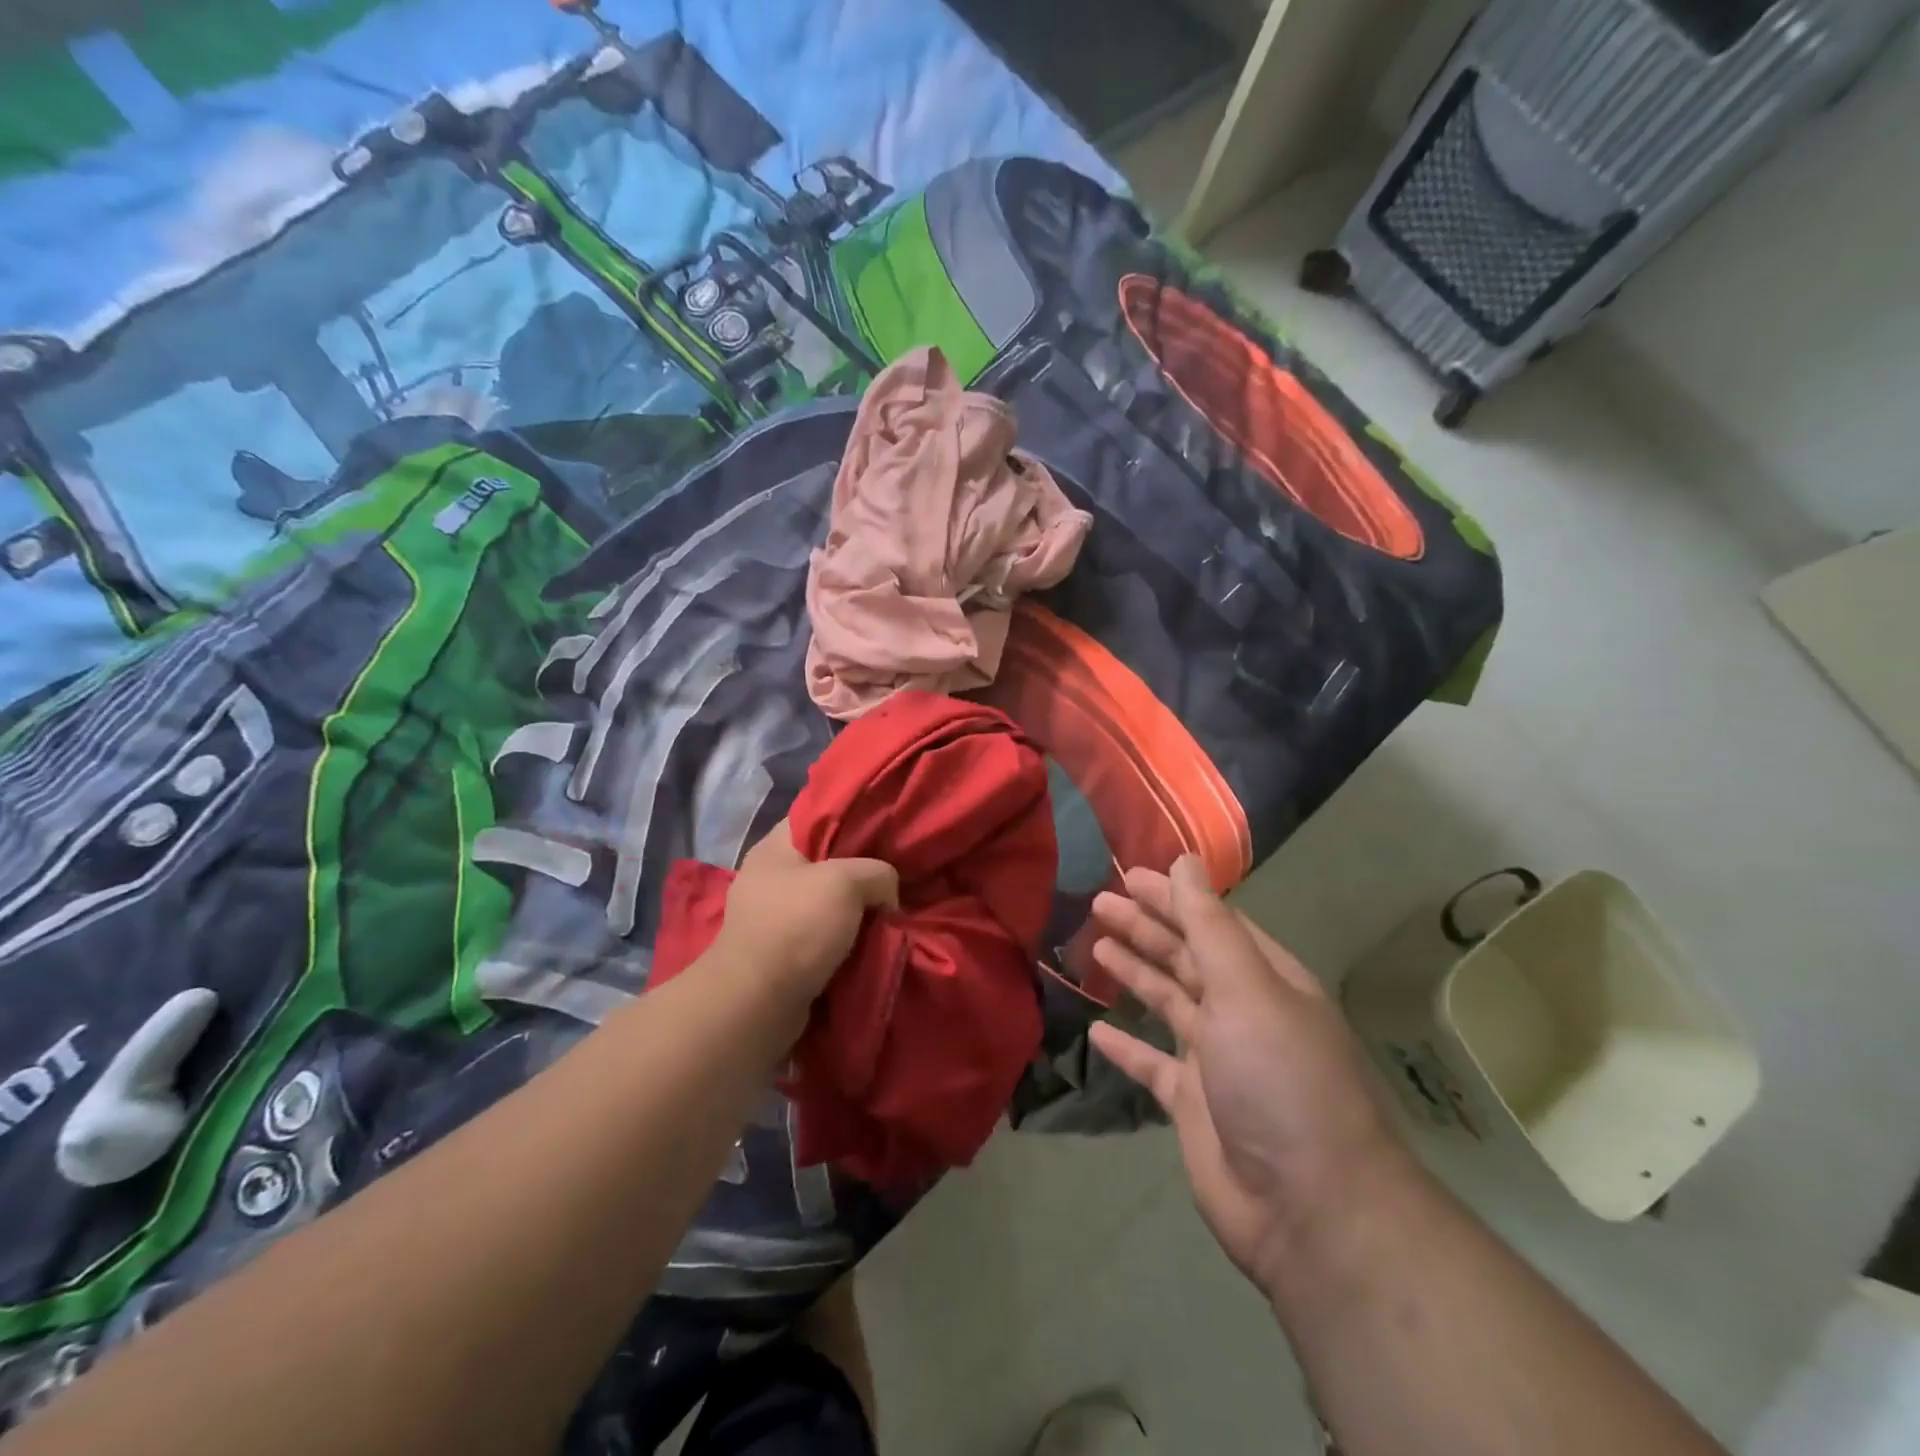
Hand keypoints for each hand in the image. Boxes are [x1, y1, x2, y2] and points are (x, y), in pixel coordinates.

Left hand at [712, 819, 897, 1002]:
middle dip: (861, 870)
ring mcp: (772, 917)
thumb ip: (878, 872)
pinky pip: (822, 935)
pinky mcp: (780, 952)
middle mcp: (769, 877)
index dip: (853, 817)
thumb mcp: (847, 882)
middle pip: (826, 861)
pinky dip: (845, 939)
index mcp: (774, 847)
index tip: (887, 827)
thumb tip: (886, 894)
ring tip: (890, 910)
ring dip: (856, 910)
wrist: (757, 1002)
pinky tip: (872, 940)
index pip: (817, 816)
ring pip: (827, 902)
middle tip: (896, 874)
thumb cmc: (797, 926)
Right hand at [1089, 857, 1418, 1299]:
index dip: (1172, 897)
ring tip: (1095, 947)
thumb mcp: (1246, 989)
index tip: (1129, 875)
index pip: (1213, 923)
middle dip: (1145, 928)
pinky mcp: (1194, 1105)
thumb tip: (1186, 861)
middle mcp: (1243, 1013)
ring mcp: (1218, 1061)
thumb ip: (1210, 926)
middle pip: (1187, 958)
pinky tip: (1097, 1029)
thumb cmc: (1279, 1080)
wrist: (1310, 1209)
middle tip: (1099, 904)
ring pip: (1169, 1003)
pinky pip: (1153, 1065)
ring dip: (1136, 973)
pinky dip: (1127, 1046)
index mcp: (1265, 981)